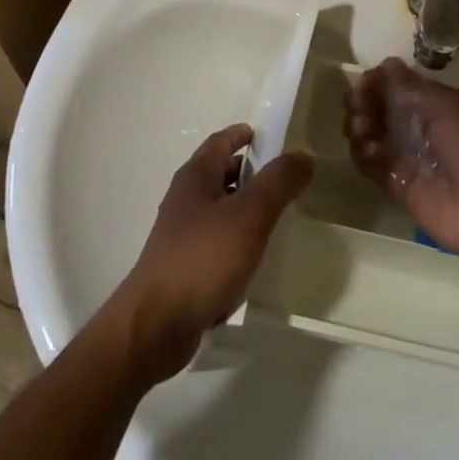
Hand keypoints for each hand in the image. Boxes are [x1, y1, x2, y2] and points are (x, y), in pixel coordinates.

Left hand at [109, 125, 312, 382]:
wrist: (156, 325)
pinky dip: (237, 237)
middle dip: (250, 171)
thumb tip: (302, 156)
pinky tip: (256, 255)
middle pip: (220, 172)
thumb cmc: (203, 259)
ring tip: (278, 215)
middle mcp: (185, 199)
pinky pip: (216, 239)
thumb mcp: (249, 215)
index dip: (244, 134)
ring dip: (246, 206)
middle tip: (285, 177)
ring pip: (220, 208)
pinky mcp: (185, 265)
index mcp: (196, 177)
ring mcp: (182, 233)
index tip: (272, 136)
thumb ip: (278, 183)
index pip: (221, 141)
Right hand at [344, 58, 458, 270]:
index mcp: (438, 106)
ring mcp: (408, 158)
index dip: (378, 82)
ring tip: (362, 127)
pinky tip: (368, 149)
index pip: (399, 87)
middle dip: (363, 102)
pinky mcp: (398, 187)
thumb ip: (413, 87)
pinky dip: (362, 153)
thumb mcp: (450, 109)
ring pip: (370, 135)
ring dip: (359, 125)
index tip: (365, 82)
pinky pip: (371, 165)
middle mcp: (421, 129)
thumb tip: (385, 64)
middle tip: (358, 105)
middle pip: (380, 109)